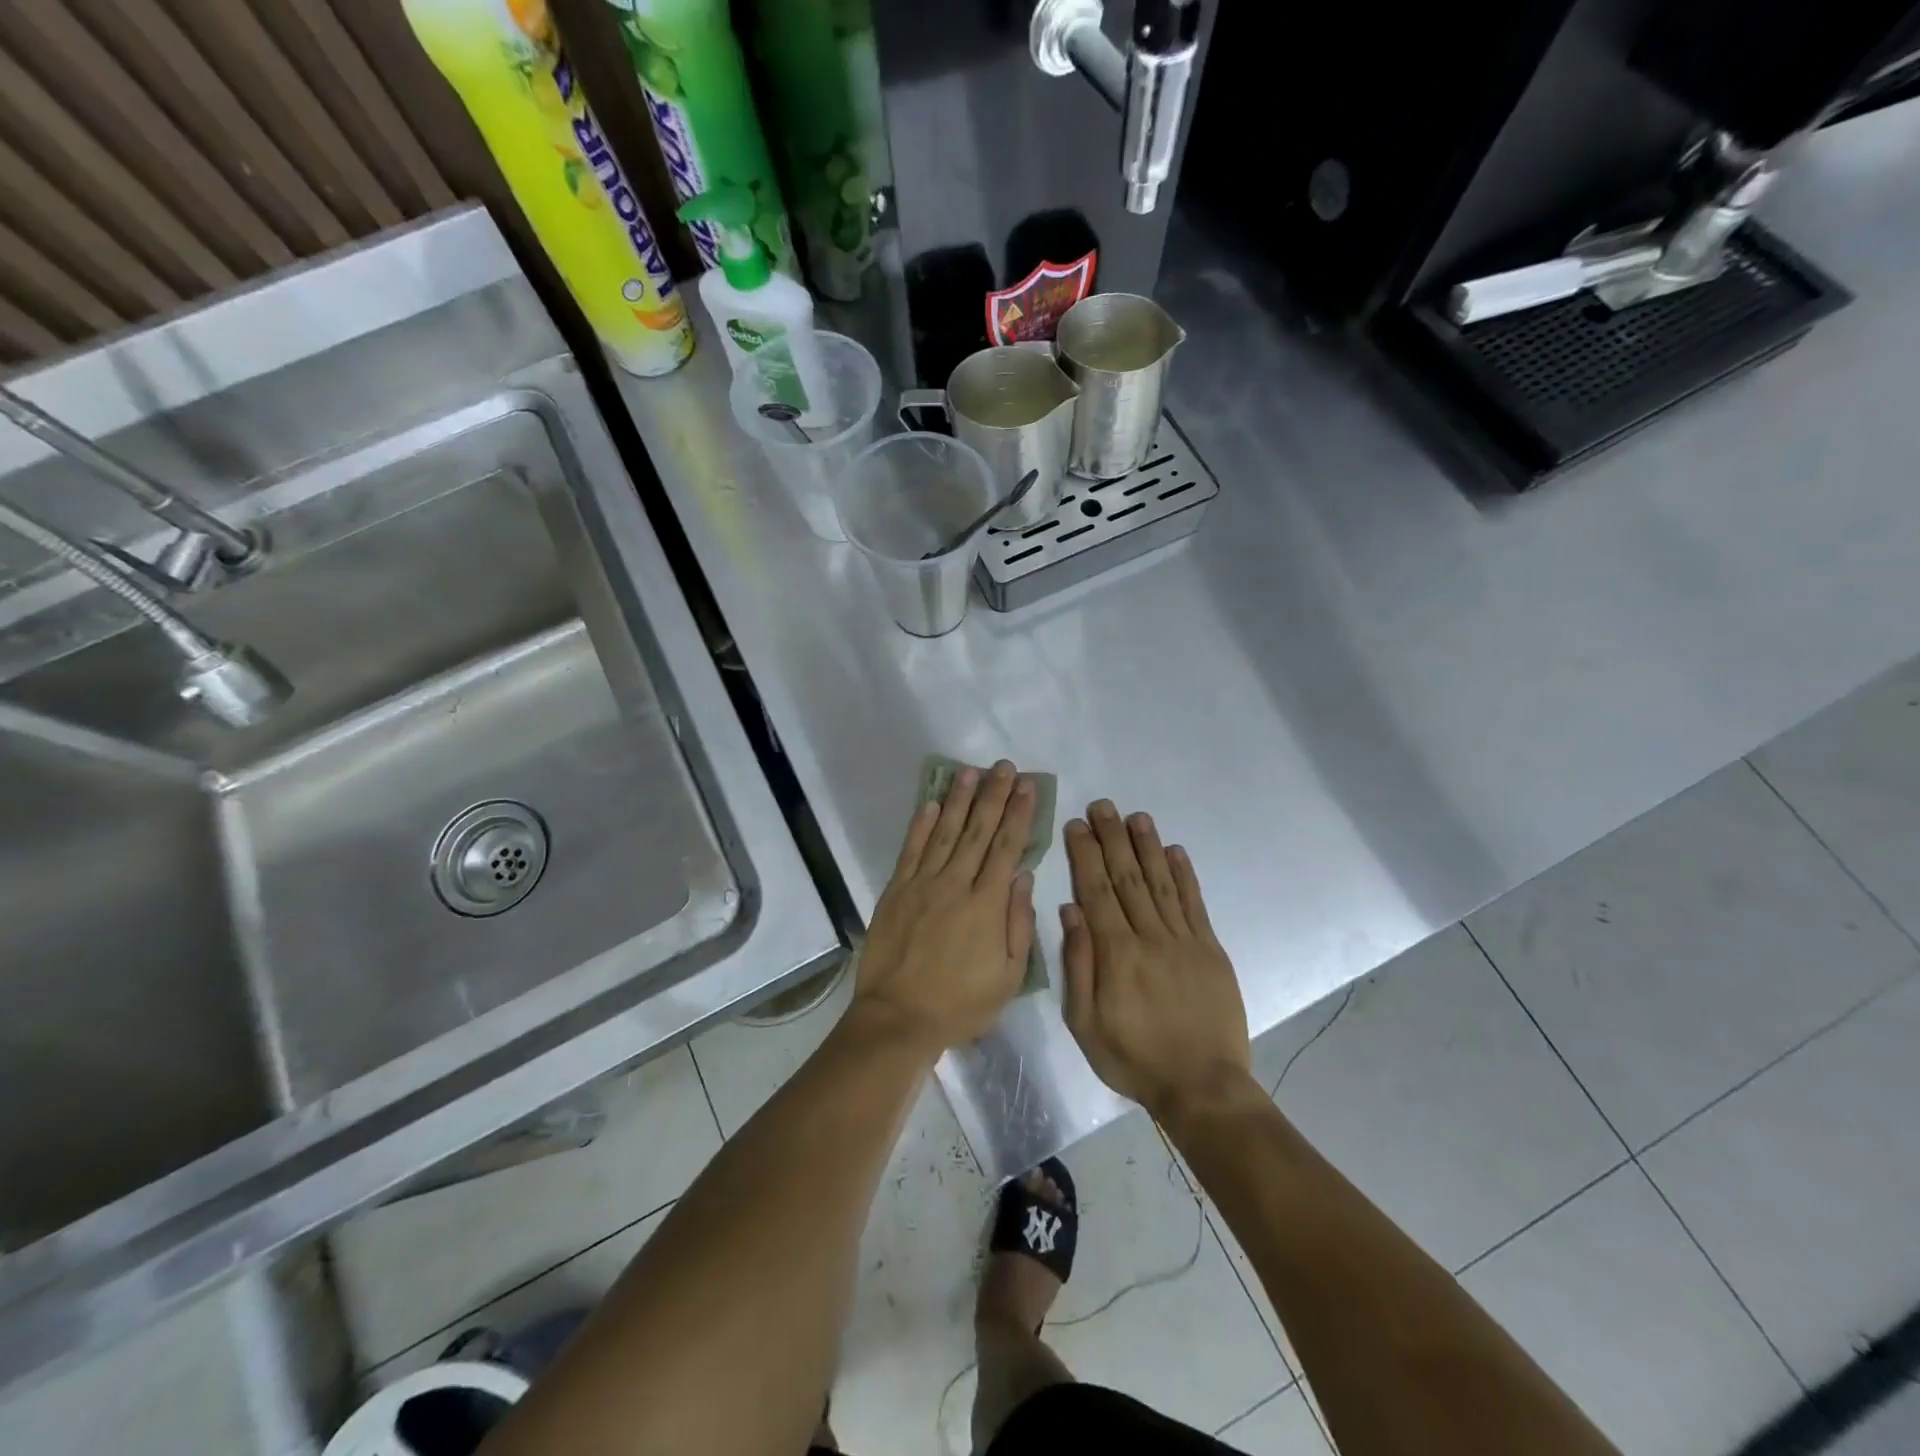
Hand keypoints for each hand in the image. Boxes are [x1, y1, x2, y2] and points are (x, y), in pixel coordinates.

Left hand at [855, 760, 1037, 1051]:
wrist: (898, 1018)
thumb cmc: (961, 1004)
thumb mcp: (1008, 976)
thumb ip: (1018, 923)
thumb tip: (1022, 875)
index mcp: (987, 904)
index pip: (1007, 847)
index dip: (1018, 814)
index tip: (1027, 787)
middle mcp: (956, 884)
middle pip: (978, 831)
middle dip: (993, 796)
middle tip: (1003, 766)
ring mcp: (922, 884)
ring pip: (945, 832)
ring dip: (958, 799)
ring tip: (969, 772)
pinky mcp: (896, 890)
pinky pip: (911, 850)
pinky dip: (921, 825)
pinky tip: (930, 802)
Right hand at [1060, 801, 1251, 1119]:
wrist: (1202, 1086)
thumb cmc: (1134, 1058)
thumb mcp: (1085, 1024)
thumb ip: (1078, 965)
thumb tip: (1069, 911)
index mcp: (1116, 954)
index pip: (1096, 891)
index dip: (1086, 855)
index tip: (1076, 825)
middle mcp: (1150, 936)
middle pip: (1127, 877)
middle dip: (1113, 838)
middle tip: (1102, 806)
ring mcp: (1185, 940)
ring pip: (1161, 882)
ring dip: (1147, 846)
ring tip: (1136, 816)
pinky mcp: (1211, 950)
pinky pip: (1195, 904)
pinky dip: (1185, 875)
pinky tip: (1175, 851)